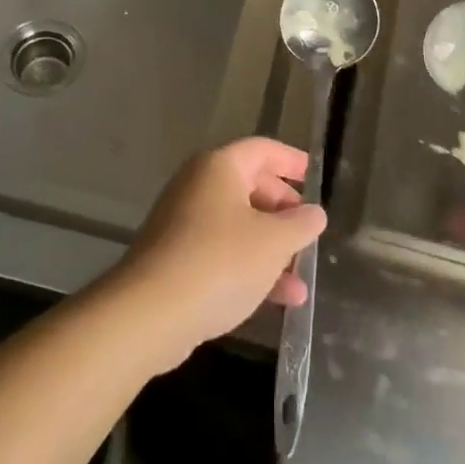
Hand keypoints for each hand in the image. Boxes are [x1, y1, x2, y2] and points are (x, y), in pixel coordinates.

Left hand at [110, 137, 327, 372]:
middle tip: (306, 228)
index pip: (262, 150)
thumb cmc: (219, 262)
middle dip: (282, 210)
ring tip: (301, 279)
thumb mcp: (273, 242)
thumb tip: (314, 213)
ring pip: (238, 225)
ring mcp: (183, 223)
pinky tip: (278, 300)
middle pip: (249, 186)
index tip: (311, 174)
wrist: (150, 313)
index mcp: (219, 167)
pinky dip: (249, 268)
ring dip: (271, 248)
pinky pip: (221, 253)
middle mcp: (198, 185)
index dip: (290, 160)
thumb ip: (300, 224)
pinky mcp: (175, 259)